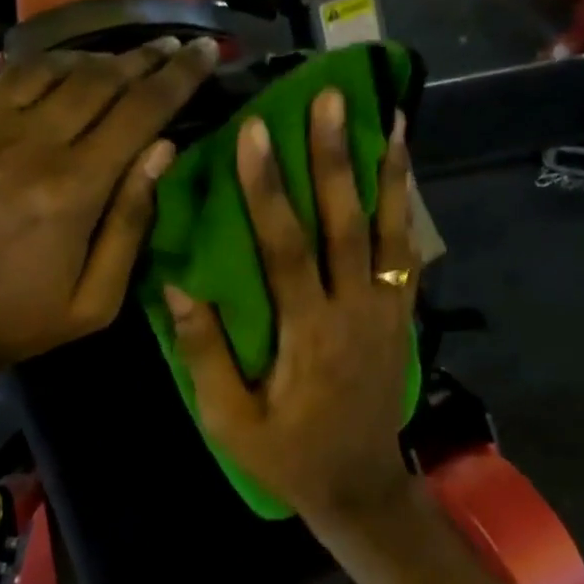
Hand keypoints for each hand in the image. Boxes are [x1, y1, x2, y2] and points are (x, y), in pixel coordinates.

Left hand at [0, 37, 218, 391]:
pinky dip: (25, 75)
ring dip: (85, 60)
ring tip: (110, 64)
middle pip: (94, 79)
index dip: (178, 77)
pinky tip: (43, 82)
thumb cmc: (14, 322)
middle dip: (140, 58)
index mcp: (69, 193)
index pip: (138, 113)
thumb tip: (162, 150)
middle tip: (166, 47)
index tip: (204, 50)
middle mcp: (20, 147)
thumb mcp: (94, 302)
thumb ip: (130, 224)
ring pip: (41, 67)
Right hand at [164, 88, 419, 525]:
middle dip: (335, 158)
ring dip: (387, 173)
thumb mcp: (231, 421)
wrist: (358, 486)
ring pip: (390, 233)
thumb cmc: (287, 457)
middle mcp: (354, 311)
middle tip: (329, 97)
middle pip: (346, 224)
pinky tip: (404, 177)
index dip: (268, 189)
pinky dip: (407, 213)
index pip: (285, 249)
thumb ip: (205, 355)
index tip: (255, 132)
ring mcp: (386, 313)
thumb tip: (175, 290)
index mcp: (307, 334)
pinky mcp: (401, 319)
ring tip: (389, 116)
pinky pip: (408, 257)